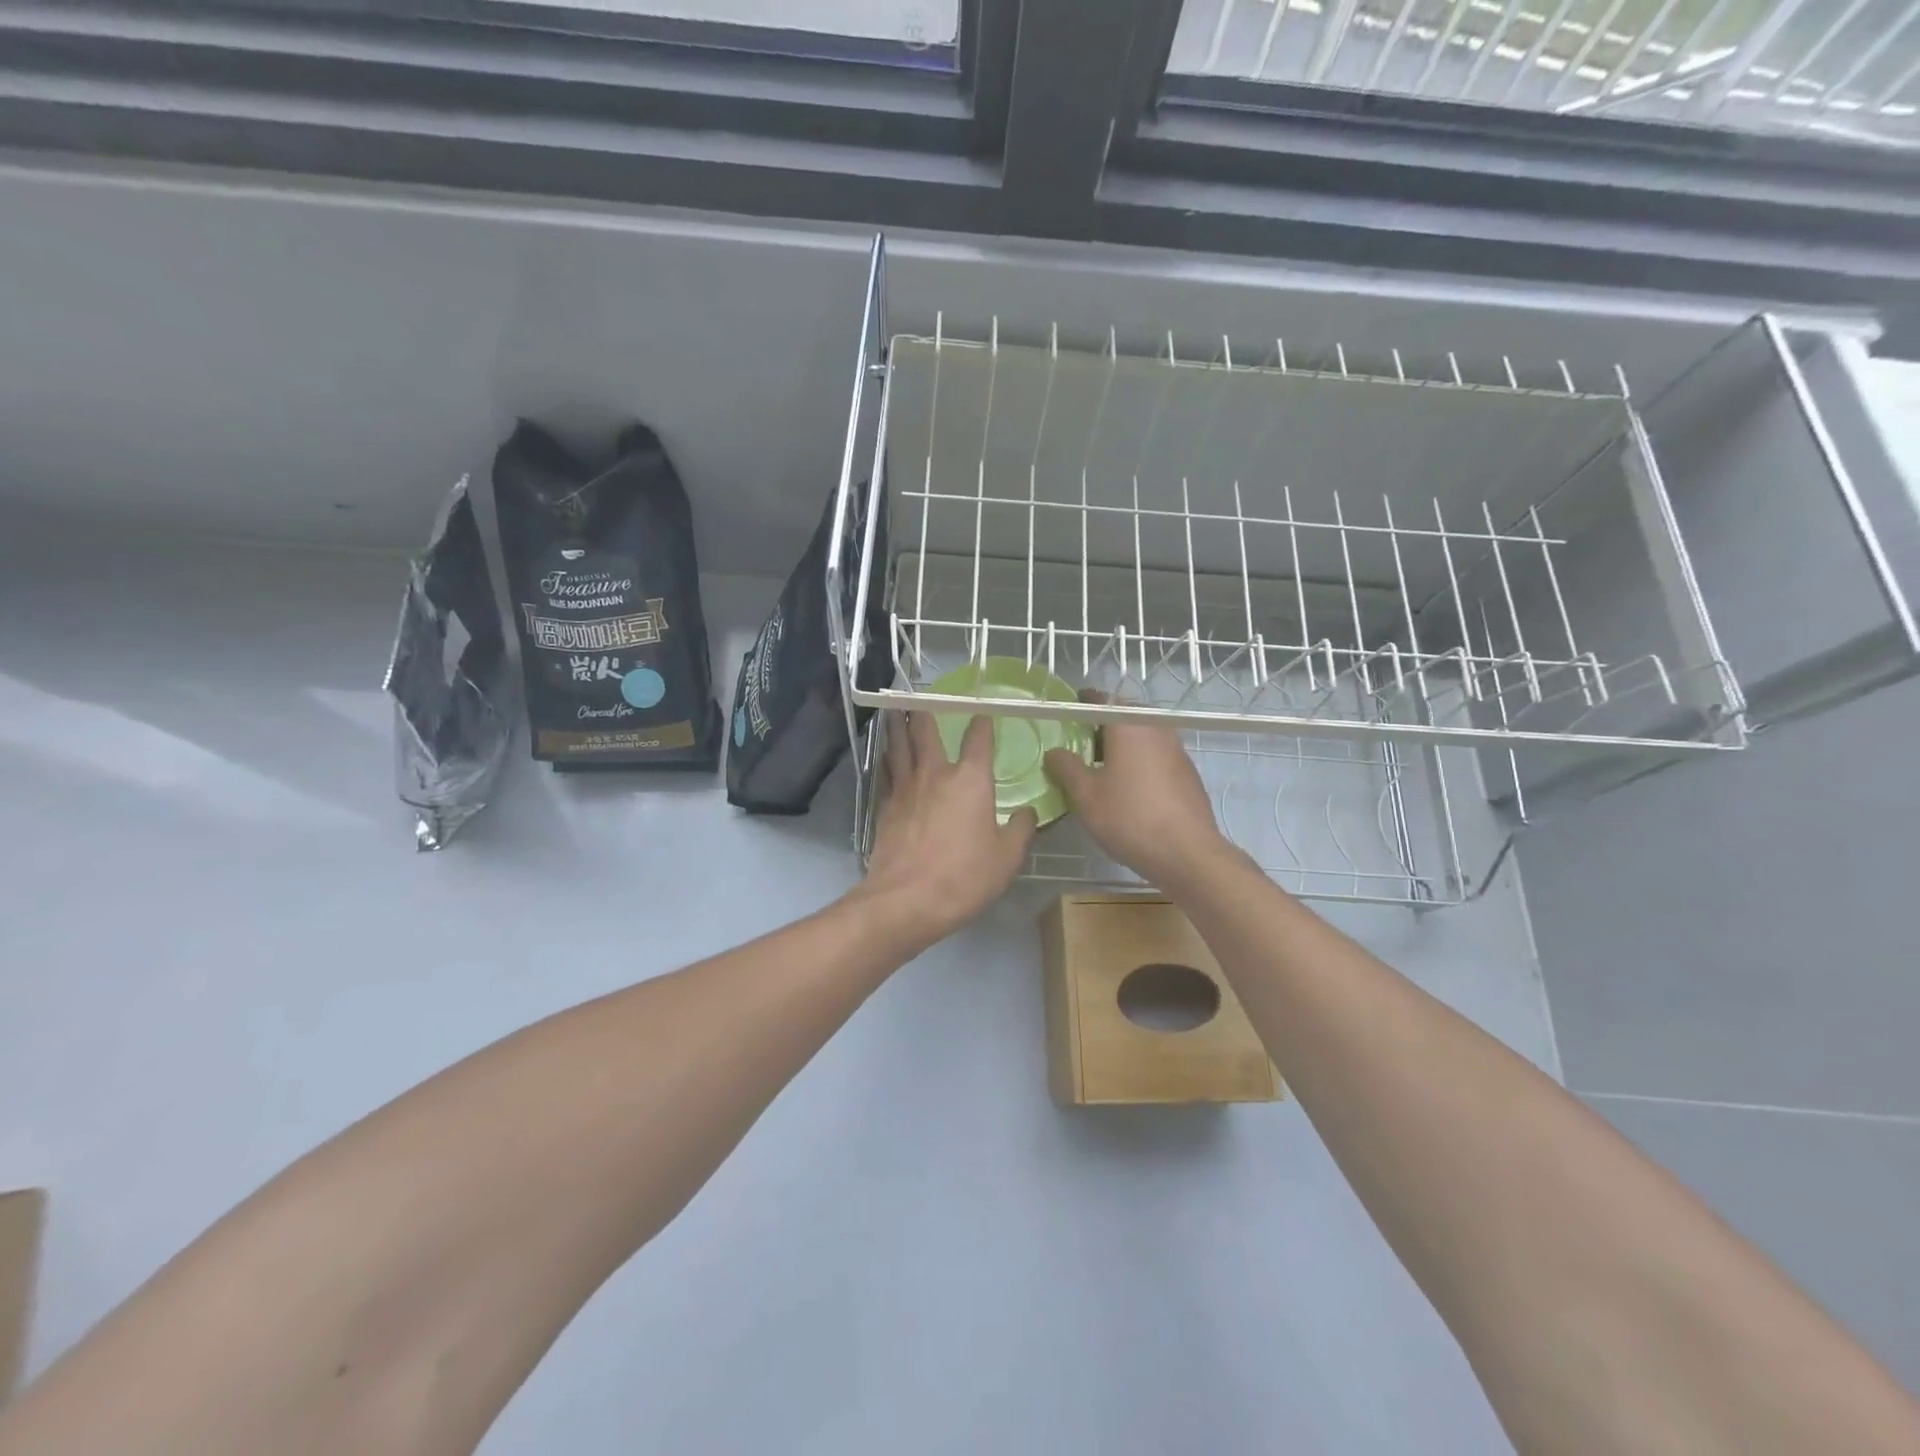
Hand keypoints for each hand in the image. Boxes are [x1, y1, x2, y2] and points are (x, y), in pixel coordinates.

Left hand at [854, 710, 1036, 944]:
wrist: (906, 900)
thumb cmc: (964, 876)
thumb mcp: (1007, 857)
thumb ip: (1020, 829)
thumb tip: (1027, 813)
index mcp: (970, 779)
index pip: (978, 739)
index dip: (981, 724)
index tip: (982, 715)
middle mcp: (935, 773)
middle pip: (924, 731)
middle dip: (923, 711)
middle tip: (917, 697)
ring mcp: (905, 788)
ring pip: (898, 746)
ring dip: (896, 726)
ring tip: (893, 710)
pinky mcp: (884, 807)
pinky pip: (885, 772)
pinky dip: (886, 758)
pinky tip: (885, 756)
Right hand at [1043, 702, 1228, 886]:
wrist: (1187, 853)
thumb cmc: (1129, 817)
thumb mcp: (1085, 795)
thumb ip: (1067, 768)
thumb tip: (1055, 752)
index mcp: (1129, 725)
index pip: (1103, 699)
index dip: (1083, 702)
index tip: (1069, 710)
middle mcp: (1156, 729)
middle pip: (1126, 715)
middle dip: (1104, 724)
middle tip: (1082, 743)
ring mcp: (1177, 750)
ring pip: (1144, 736)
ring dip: (1123, 744)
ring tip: (1103, 767)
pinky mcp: (1188, 773)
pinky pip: (1157, 755)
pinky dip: (1140, 761)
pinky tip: (1130, 787)